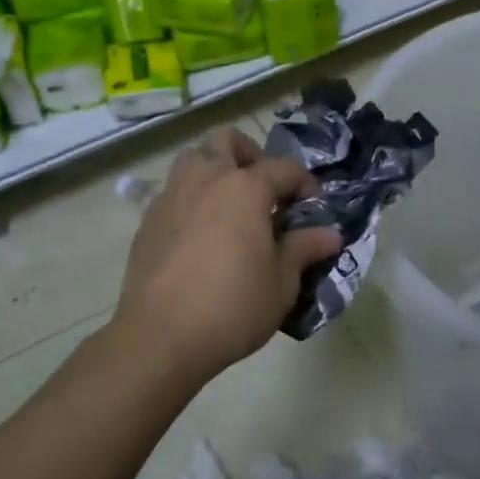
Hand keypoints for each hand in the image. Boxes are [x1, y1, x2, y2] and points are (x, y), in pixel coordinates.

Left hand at [114, 128, 342, 378]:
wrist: (160, 337)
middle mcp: (206, 179)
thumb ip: (304, 249)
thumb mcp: (282, 282)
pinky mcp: (148, 220)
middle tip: (263, 189)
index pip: (284, 168)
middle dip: (250, 155)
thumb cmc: (233, 306)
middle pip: (228, 141)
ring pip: (193, 159)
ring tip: (229, 205)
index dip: (304, 183)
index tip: (312, 206)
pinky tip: (201, 234)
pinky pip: (173, 192)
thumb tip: (331, 235)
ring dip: (214, 169)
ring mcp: (172, 196)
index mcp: (245, 188)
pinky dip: (191, 199)